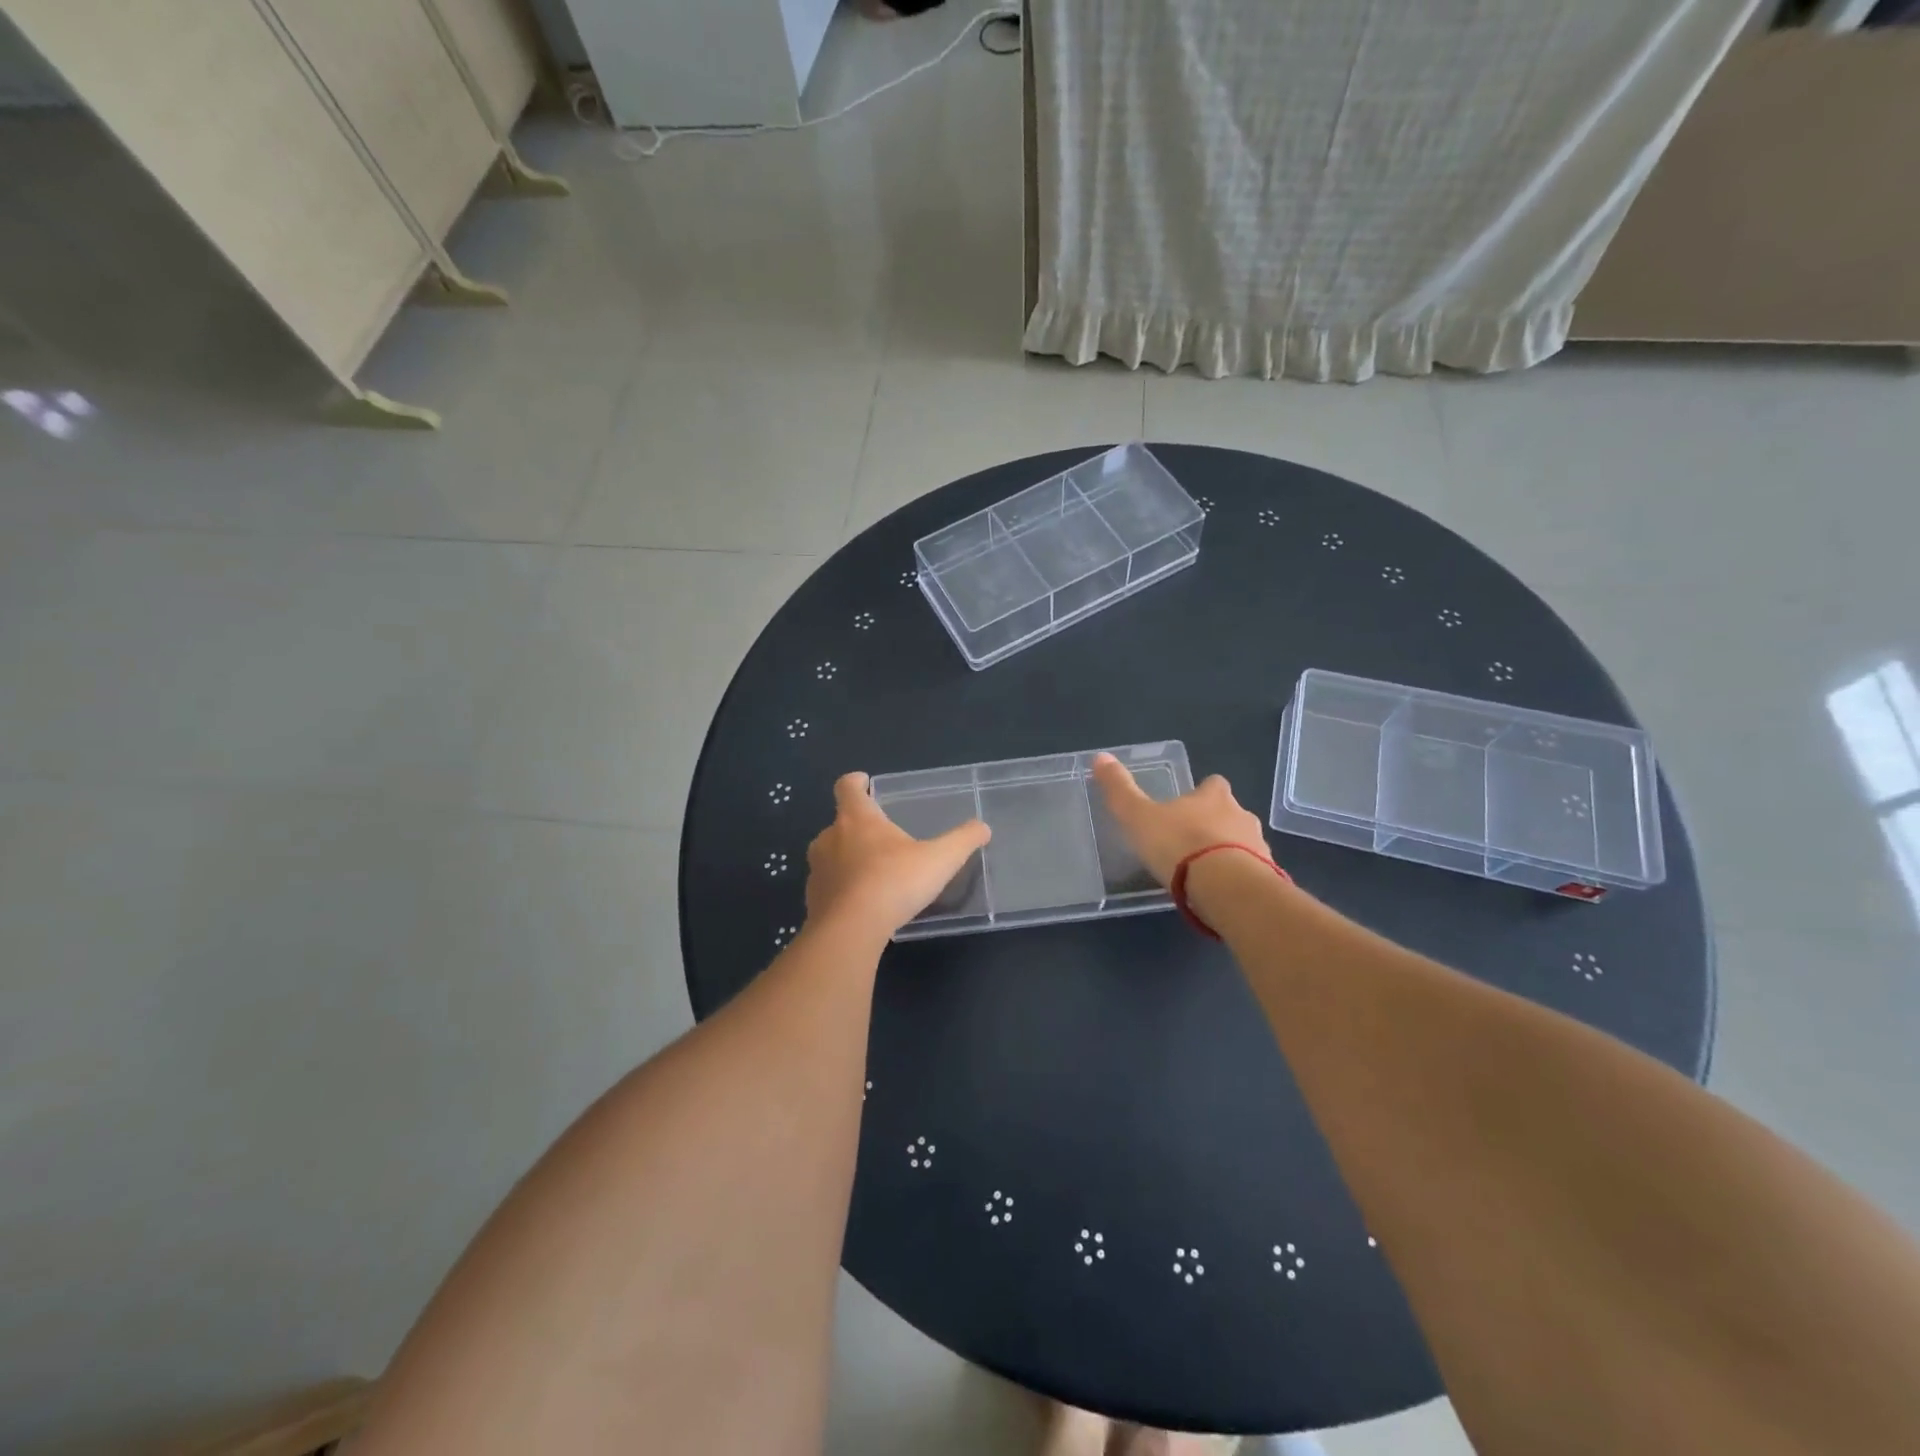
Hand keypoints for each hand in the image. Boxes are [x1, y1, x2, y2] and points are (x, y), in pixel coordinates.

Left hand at [805, 772, 991, 938]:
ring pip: (831, 854)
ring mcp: (817, 869)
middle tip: (881, 837)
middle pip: (840, 822)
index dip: (855, 782)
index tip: (863, 782)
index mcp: (857, 818)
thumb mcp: (939, 860)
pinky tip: (861, 904)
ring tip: (873, 872)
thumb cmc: (894, 883)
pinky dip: (841, 889)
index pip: (847, 787)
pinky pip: (828, 886)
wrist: (849, 931)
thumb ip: (962, 841)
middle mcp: (830, 837)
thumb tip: (983, 827)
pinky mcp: (813, 899)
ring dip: (848, 858)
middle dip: (857, 826)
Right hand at [1089, 753, 1270, 885]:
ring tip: (1204, 873)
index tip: (1189, 804)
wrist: (1227, 888)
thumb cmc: (1180, 845)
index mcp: (1213, 796)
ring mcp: (1259, 847)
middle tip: (1191, 842)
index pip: (1213, 784)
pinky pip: (1251, 874)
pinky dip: (1237, 879)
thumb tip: (1100, 757)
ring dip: (1228, 853)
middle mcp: (1241, 815)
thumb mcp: (1139, 817)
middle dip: (1216, 824)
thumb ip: (1120, 790)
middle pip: (1231, 813)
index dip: (1202, 792)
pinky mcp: (1267, 878)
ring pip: (1243, 844)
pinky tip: (1219, 893)